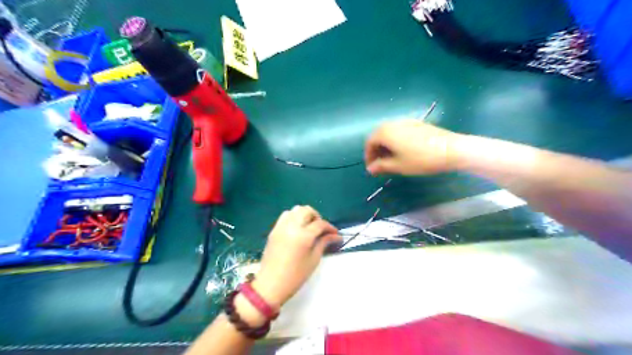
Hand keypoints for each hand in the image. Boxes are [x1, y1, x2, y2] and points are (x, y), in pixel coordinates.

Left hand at [253, 206, 340, 308]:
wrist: (270, 284)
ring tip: (309, 227)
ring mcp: (281, 227)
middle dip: (317, 217)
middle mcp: (291, 227)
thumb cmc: (295, 276)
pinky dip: (294, 217)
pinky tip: (297, 229)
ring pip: (295, 210)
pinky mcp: (274, 230)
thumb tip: (335, 236)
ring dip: (304, 215)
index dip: (330, 227)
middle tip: (321, 229)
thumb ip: (323, 243)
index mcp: (303, 236)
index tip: (335, 234)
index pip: (320, 224)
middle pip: (307, 210)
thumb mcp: (313, 260)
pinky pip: (285, 216)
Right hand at [364, 121, 462, 176]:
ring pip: (390, 133)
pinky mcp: (417, 123)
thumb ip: (382, 166)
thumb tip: (370, 168)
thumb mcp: (399, 166)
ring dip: (386, 145)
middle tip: (380, 164)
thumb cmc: (421, 159)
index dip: (368, 156)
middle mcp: (393, 123)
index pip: (369, 143)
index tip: (371, 168)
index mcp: (385, 132)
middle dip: (377, 150)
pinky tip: (404, 151)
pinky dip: (396, 141)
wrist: (451, 149)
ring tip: (391, 159)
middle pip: (378, 135)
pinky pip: (400, 131)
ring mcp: (406, 121)